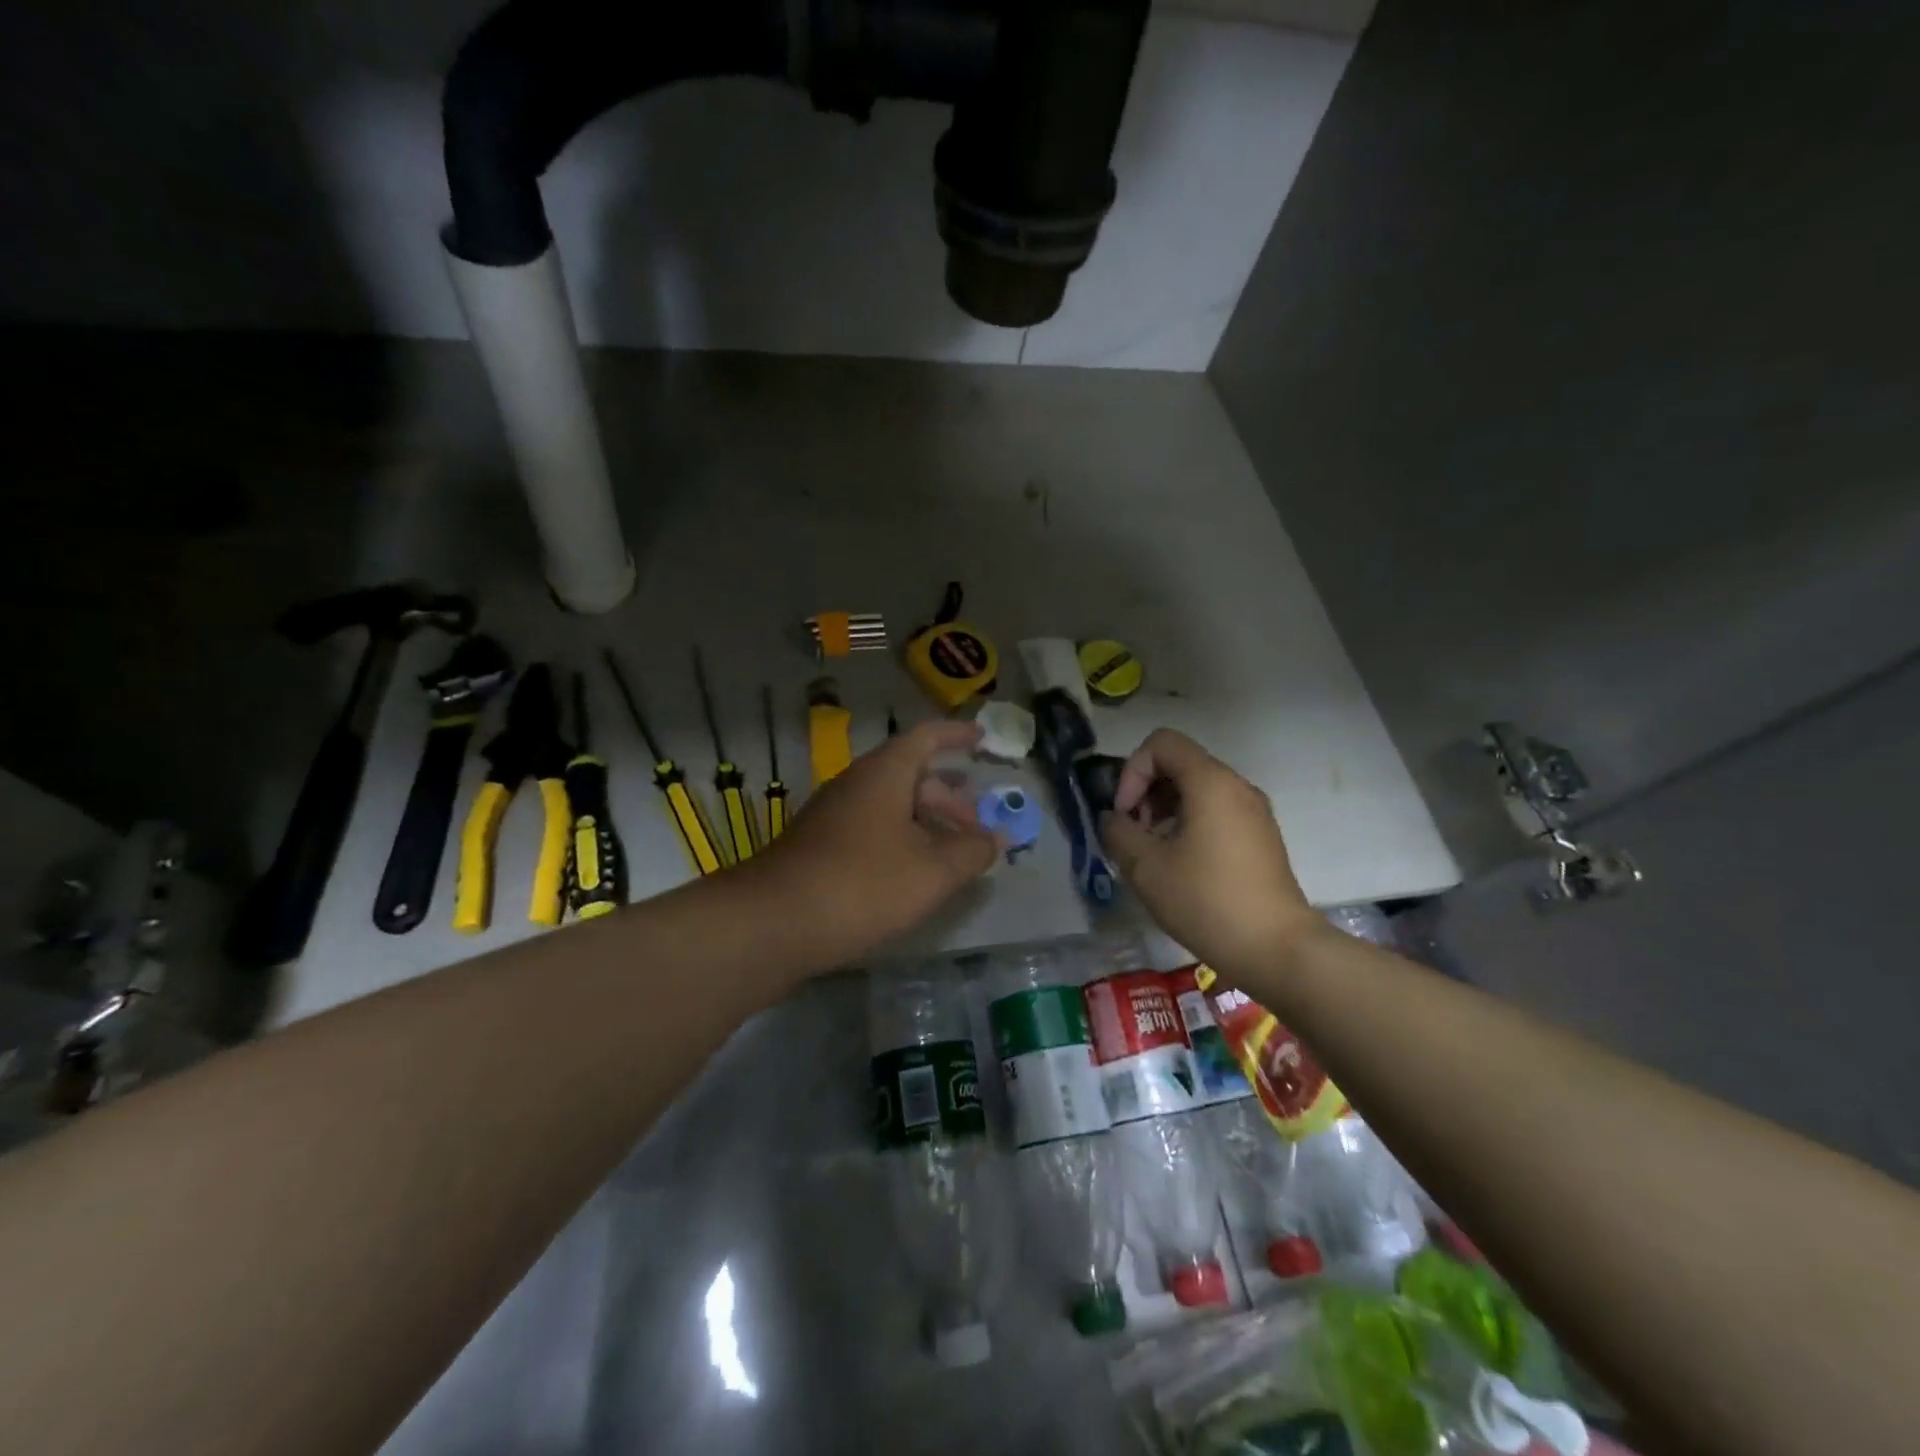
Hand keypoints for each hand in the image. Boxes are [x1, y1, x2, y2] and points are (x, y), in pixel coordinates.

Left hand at [749, 720, 999, 968]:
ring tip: (950, 855)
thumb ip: (971, 852)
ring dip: (925, 823)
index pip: (927, 737)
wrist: (772, 923)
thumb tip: (996, 837)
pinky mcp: (819, 845)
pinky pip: (871, 828)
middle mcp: (856, 784)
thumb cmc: (863, 885)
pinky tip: (910, 876)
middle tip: (975, 828)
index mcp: (885, 773)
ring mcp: (833, 814)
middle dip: (949, 797)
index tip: (983, 739)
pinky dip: (900, 841)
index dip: (957, 735)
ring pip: (890, 805)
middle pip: (911, 775)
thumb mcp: (932, 872)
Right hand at [1100, 729, 1322, 980]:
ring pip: (1197, 789)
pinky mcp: (1260, 837)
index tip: (1125, 814)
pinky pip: (1216, 811)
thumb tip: (1113, 819)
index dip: (1132, 771)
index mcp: (1210, 782)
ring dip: (1164, 811)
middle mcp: (1236, 786)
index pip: (1161, 743)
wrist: (1277, 949)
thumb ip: (1118, 833)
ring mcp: (1254, 811)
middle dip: (1146, 792)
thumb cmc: (1207, 901)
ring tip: (1153, 854)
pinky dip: (1189, 824)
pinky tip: (1180, 866)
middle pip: (1179, 764)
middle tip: (1134, 835)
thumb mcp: (1146, 868)